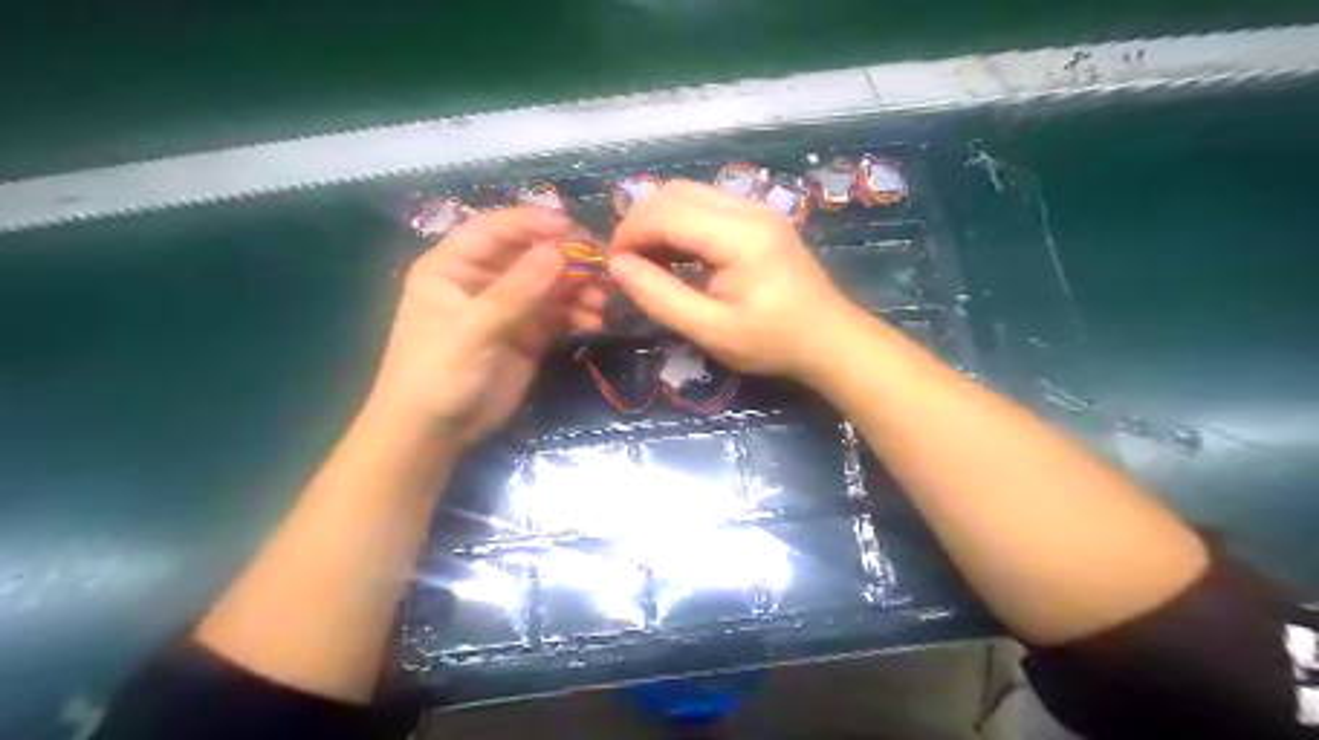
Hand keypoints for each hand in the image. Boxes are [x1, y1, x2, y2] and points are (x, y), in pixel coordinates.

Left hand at [369, 212, 607, 448]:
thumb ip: (518, 290)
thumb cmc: (439, 372)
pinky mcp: (528, 334)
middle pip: (531, 255)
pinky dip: (578, 314)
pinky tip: (595, 322)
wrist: (434, 432)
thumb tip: (561, 250)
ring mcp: (508, 307)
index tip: (574, 228)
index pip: (497, 229)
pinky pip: (558, 314)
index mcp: (454, 265)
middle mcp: (483, 279)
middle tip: (603, 266)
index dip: (535, 223)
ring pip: (550, 284)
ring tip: (602, 302)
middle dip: (567, 259)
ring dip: (578, 288)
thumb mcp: (474, 328)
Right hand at [608, 179, 854, 380]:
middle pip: (675, 193)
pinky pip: (706, 206)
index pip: (667, 213)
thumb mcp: (711, 330)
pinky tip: (674, 255)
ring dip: (658, 221)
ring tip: (646, 261)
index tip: (613, 266)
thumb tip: (618, 266)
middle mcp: (749, 209)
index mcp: (740, 235)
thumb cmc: (772, 342)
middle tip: (626, 263)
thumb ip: (660, 296)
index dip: (630, 233)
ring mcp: (757, 209)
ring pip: (689, 194)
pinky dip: (680, 224)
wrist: (829, 339)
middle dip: (640, 222)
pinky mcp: (759, 218)